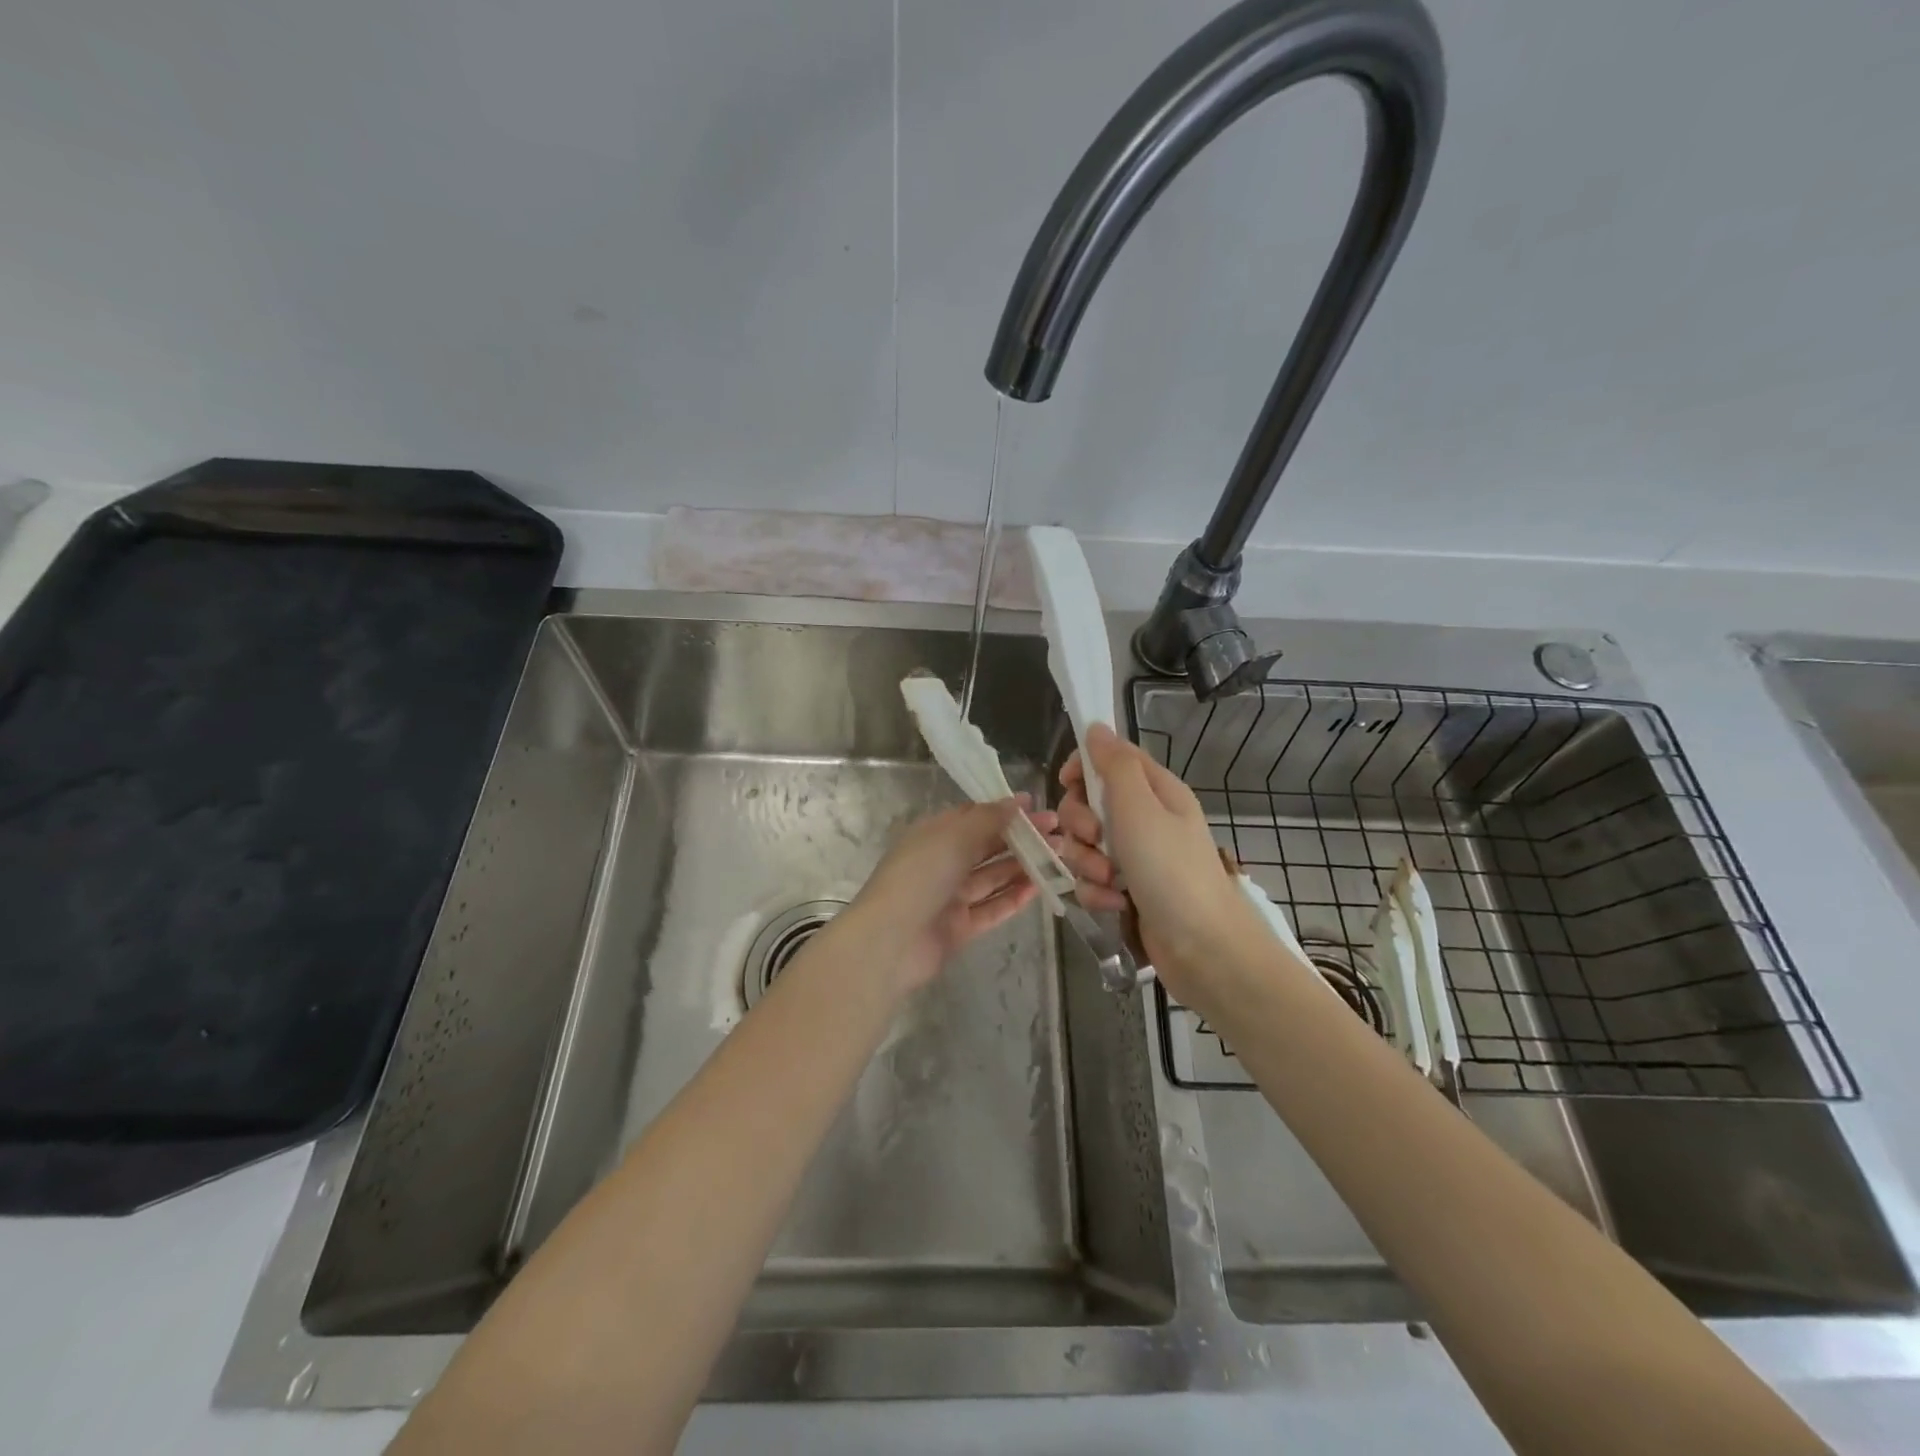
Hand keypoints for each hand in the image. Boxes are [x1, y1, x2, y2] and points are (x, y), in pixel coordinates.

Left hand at [839, 797, 1054, 991]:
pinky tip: (1039, 888)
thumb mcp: (953, 837)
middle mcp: (942, 863)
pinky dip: (1013, 898)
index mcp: (934, 835)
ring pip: (992, 878)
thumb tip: (1017, 801)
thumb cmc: (919, 877)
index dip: (1005, 811)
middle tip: (1057, 834)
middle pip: (986, 847)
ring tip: (1057, 858)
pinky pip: (991, 909)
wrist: (890, 941)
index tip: (1037, 807)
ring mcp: (950, 897)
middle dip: (1021, 839)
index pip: (973, 817)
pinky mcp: (960, 928)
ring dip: (1023, 867)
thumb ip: (988, 819)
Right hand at [1059, 725, 1269, 1005]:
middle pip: (1088, 803)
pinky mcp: (1126, 891)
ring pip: (1085, 845)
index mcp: (1154, 791)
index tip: (1068, 783)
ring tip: (1110, 882)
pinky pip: (1092, 880)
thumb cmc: (1171, 869)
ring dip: (1088, 863)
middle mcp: (1144, 819)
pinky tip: (1115, 905)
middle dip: (1081, 824)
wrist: (1203, 948)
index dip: (1083, 767)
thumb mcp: (1139, 808)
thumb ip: (1114, 765)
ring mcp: (1135, 857)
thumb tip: (1096, 726)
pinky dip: (1097, 892)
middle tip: (1097, 840)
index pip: (1109, 758)